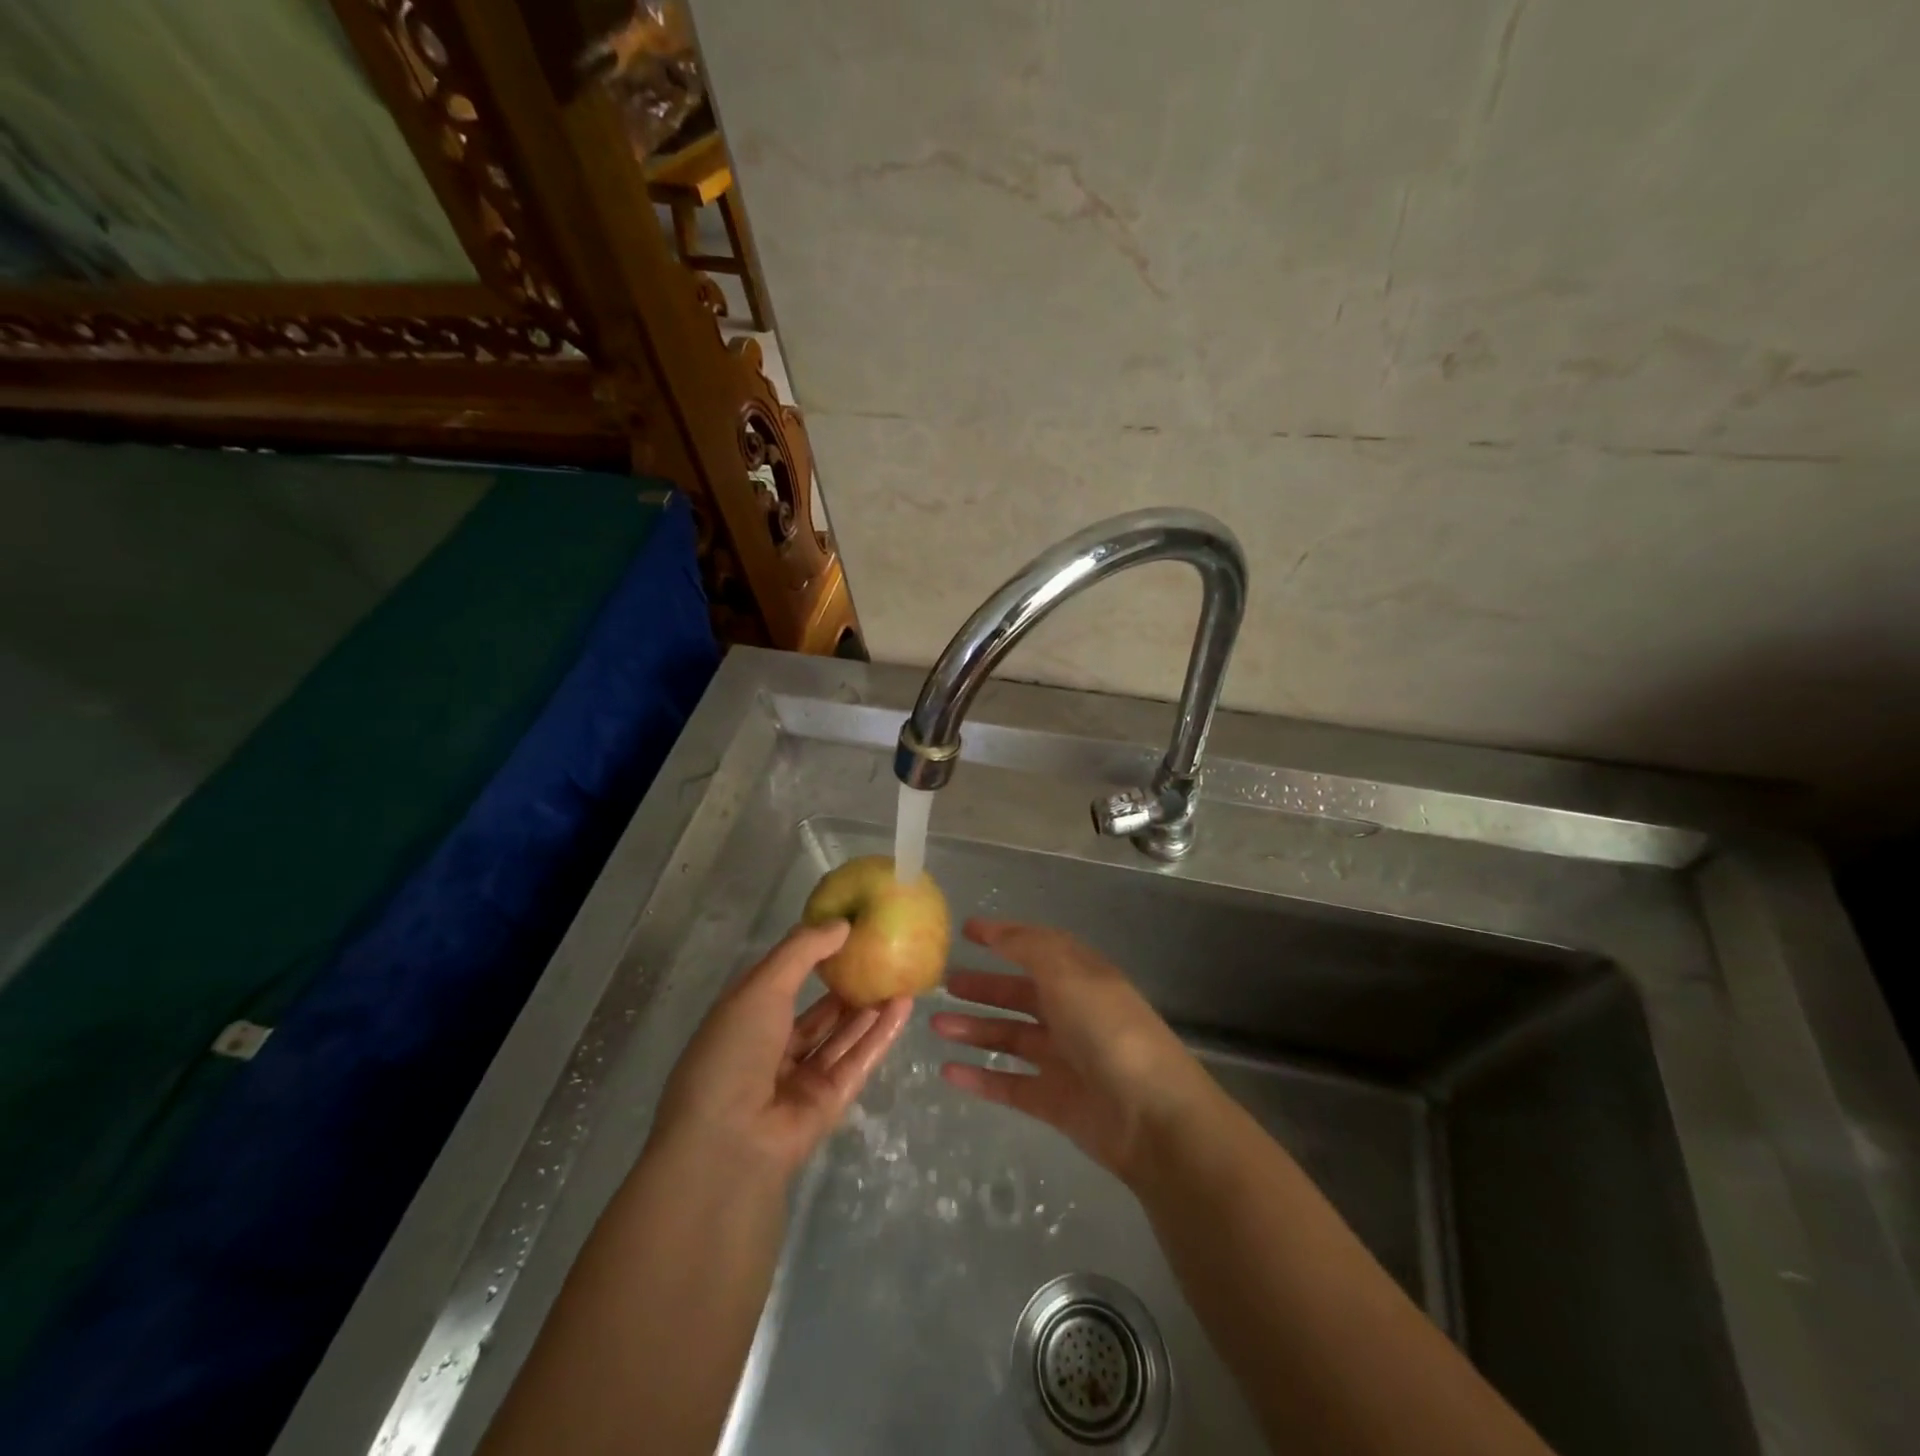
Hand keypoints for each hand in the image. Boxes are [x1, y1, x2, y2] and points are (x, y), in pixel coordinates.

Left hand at [651, 920, 912, 1180]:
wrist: (729, 1142)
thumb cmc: (734, 1051)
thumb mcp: (761, 986)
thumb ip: (802, 951)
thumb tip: (842, 923)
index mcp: (745, 1020)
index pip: (783, 983)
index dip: (813, 957)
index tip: (847, 933)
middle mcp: (772, 1049)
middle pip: (818, 1013)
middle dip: (847, 986)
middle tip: (883, 955)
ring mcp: (801, 1078)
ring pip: (842, 1036)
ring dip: (869, 1007)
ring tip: (901, 973)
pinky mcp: (829, 1101)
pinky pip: (858, 1059)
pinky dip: (881, 1033)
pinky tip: (904, 1005)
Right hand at [932, 919, 1217, 1183]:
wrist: (1152, 1116)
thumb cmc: (1108, 1031)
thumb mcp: (1068, 974)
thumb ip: (1029, 948)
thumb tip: (996, 929)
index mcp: (1081, 978)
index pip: (1038, 948)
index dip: (1004, 937)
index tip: (966, 931)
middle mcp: (1072, 1013)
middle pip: (1020, 995)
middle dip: (983, 987)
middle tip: (943, 984)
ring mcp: (1064, 1059)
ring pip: (1010, 1038)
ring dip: (974, 1030)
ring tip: (935, 1025)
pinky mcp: (1055, 1101)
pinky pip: (1010, 1083)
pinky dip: (980, 1077)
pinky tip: (948, 1072)